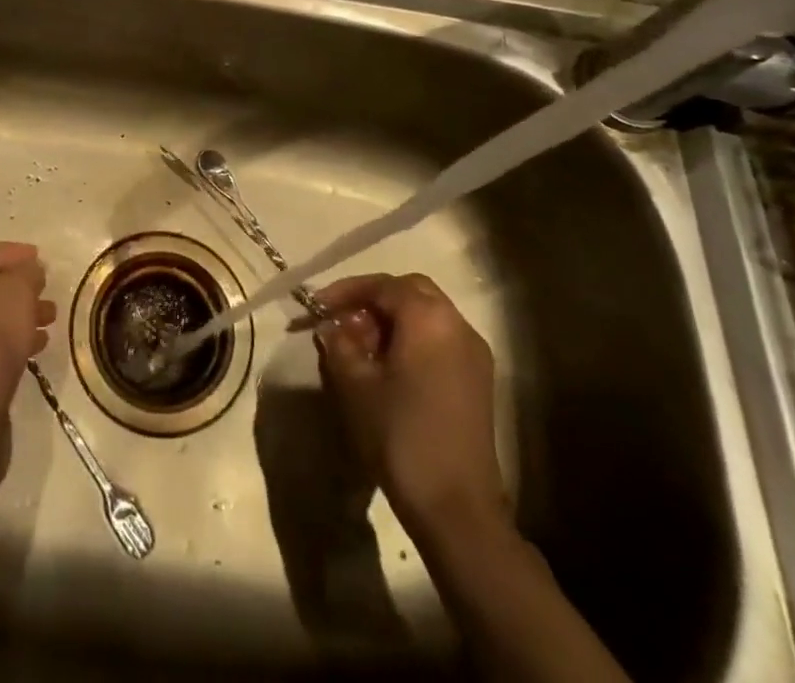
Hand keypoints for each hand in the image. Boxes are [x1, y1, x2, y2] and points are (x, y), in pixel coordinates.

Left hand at [0, 242, 54, 482]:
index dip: (10, 252)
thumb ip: (26, 274)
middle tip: (46, 290)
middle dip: (17, 287)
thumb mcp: (16, 292)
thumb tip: (29, 271)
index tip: (39, 259)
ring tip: (50, 320)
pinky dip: (9, 342)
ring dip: (17, 316)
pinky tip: (36, 349)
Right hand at [313, 272, 504, 533]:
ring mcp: (474, 353)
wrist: (457, 509)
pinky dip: (412, 339)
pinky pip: (440, 339)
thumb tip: (332, 327)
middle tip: (342, 320)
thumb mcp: (355, 386)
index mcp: (428, 318)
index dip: (345, 291)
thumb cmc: (401, 436)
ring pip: (427, 315)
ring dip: (392, 320)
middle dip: (372, 299)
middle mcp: (457, 325)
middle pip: (410, 291)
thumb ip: (339, 344)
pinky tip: (388, 367)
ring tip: (360, 346)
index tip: (316, 307)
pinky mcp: (478, 380)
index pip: (382, 285)